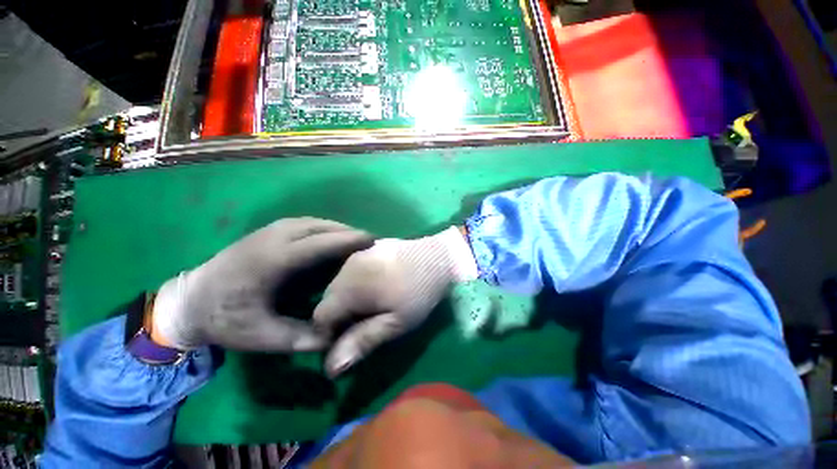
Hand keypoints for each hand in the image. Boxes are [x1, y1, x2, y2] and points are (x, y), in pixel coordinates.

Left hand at [152, 218, 372, 351]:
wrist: (188, 301)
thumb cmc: (224, 319)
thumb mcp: (259, 337)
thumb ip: (299, 339)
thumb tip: (334, 339)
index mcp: (272, 261)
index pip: (320, 244)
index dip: (348, 241)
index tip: (371, 240)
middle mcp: (273, 238)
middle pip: (320, 227)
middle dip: (346, 232)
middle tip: (368, 241)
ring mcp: (269, 231)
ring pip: (313, 222)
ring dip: (335, 228)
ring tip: (353, 239)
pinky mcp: (267, 231)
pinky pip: (304, 223)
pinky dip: (323, 228)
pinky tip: (330, 237)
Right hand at [313, 227, 477, 376]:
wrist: (438, 257)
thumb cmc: (419, 293)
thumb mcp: (396, 322)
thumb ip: (362, 340)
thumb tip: (331, 368)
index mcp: (349, 287)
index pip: (320, 316)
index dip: (328, 334)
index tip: (349, 340)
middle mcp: (347, 267)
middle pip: (328, 298)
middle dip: (338, 315)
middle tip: (363, 323)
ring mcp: (358, 254)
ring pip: (339, 283)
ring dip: (347, 298)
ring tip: (371, 305)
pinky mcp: (369, 248)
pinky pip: (352, 270)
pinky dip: (356, 283)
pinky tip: (376, 285)